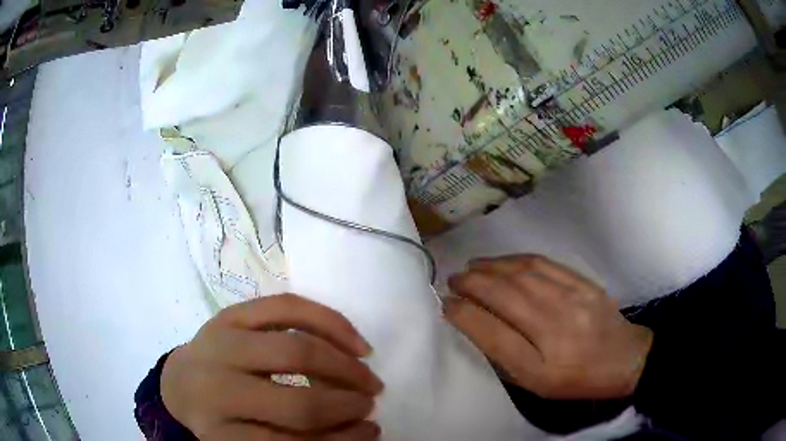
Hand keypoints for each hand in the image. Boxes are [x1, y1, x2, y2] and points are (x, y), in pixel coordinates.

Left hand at [161, 294, 382, 439]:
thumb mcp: (247, 439)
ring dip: (344, 367)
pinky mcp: (230, 313)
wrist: (182, 382)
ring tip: (369, 379)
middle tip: (369, 406)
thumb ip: (294, 439)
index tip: (369, 434)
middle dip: (345, 407)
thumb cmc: (220, 419)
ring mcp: (221, 342)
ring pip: (295, 350)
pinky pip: (287, 308)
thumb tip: (357, 432)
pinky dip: (329, 323)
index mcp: (219, 431)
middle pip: (296, 404)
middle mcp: (216, 387)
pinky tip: (354, 342)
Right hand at [444, 255, 652, 399]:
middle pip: (505, 297)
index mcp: (541, 365)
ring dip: (489, 268)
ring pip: (522, 275)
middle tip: (452, 280)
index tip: (445, 304)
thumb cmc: (576, 380)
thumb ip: (505, 356)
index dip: (464, 315)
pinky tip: (501, 262)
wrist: (625, 359)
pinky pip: (543, 264)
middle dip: (471, 284)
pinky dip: (515, 259)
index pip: (493, 333)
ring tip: (470, 268)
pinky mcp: (584, 282)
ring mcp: (573, 300)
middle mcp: (556, 328)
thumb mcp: (536, 383)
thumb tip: (474, 323)